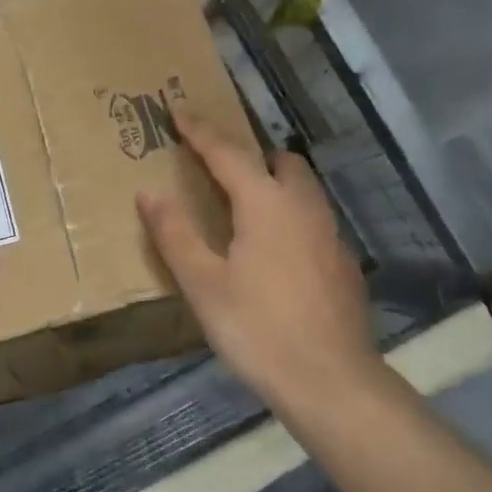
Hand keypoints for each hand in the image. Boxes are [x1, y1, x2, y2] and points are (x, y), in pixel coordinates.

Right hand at [138, 115, 390, 417]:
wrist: (331, 381)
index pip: (227, 152)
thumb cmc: (257, 329)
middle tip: (217, 167)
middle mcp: (303, 207)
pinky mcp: (343, 262)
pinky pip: (313, 218)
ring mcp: (330, 234)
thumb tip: (149, 193)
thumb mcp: (203, 284)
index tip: (178, 110)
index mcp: (266, 203)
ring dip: (274, 182)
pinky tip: (275, 251)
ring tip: (244, 205)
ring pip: (303, 189)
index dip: (199, 130)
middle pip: (280, 161)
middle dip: (249, 154)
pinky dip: (290, 214)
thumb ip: (175, 234)